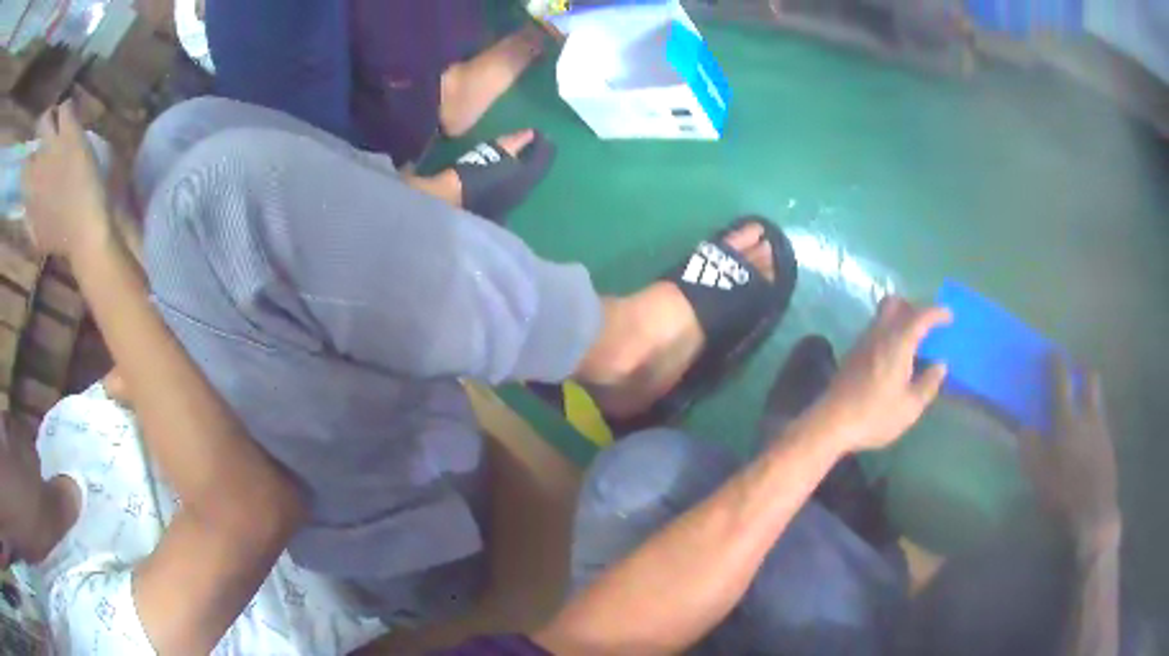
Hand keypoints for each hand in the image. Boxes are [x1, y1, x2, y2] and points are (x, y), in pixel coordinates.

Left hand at [21, 101, 111, 259]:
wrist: (85, 236)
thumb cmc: (96, 192)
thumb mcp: (92, 153)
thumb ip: (76, 140)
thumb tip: (68, 138)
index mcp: (68, 132)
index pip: (64, 105)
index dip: (66, 111)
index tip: (68, 119)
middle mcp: (48, 150)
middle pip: (43, 121)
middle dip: (47, 123)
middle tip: (49, 132)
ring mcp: (35, 182)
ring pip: (28, 159)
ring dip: (32, 158)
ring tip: (37, 167)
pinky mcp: (29, 210)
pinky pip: (25, 196)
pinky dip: (29, 195)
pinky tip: (36, 201)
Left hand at [812, 297, 951, 452]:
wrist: (830, 424)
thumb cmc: (874, 416)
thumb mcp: (910, 407)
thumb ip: (928, 383)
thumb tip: (940, 365)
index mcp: (897, 343)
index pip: (920, 316)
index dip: (937, 313)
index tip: (949, 316)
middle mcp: (879, 335)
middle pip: (895, 304)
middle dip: (914, 307)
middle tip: (928, 326)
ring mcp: (863, 342)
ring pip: (882, 316)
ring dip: (900, 320)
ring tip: (915, 342)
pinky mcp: (853, 354)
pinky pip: (875, 331)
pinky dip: (889, 332)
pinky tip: (896, 356)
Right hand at [1021, 358, 1120, 548]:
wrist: (1094, 512)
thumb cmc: (1064, 494)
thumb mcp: (1039, 477)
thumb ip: (1031, 449)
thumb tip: (1025, 427)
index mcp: (1068, 420)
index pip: (1061, 381)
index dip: (1056, 363)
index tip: (1051, 351)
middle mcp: (1087, 415)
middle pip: (1090, 379)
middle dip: (1082, 370)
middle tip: (1074, 371)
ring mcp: (1101, 427)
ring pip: (1098, 397)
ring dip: (1090, 392)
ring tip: (1082, 402)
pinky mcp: (1109, 442)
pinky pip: (1102, 419)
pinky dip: (1095, 416)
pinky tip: (1089, 434)